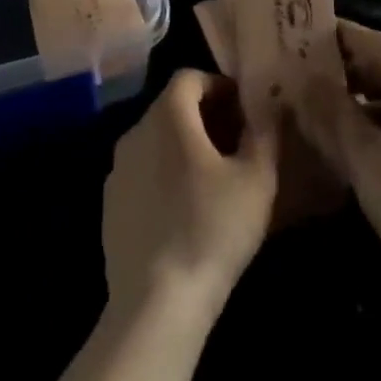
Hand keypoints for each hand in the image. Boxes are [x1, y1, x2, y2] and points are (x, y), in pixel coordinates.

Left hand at [103, 69, 277, 321]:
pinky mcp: (110, 205)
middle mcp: (136, 130)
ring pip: (155, 140)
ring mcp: (118, 169)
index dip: (218, 85)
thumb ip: (264, 134)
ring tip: (214, 177)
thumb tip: (270, 107)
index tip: (243, 108)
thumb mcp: (256, 180)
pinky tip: (186, 209)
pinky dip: (164, 174)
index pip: (189, 77)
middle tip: (236, 141)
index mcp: (168, 115)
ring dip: (184, 145)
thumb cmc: (212, 228)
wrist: (156, 303)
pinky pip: (142, 172)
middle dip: (205, 115)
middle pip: (171, 107)